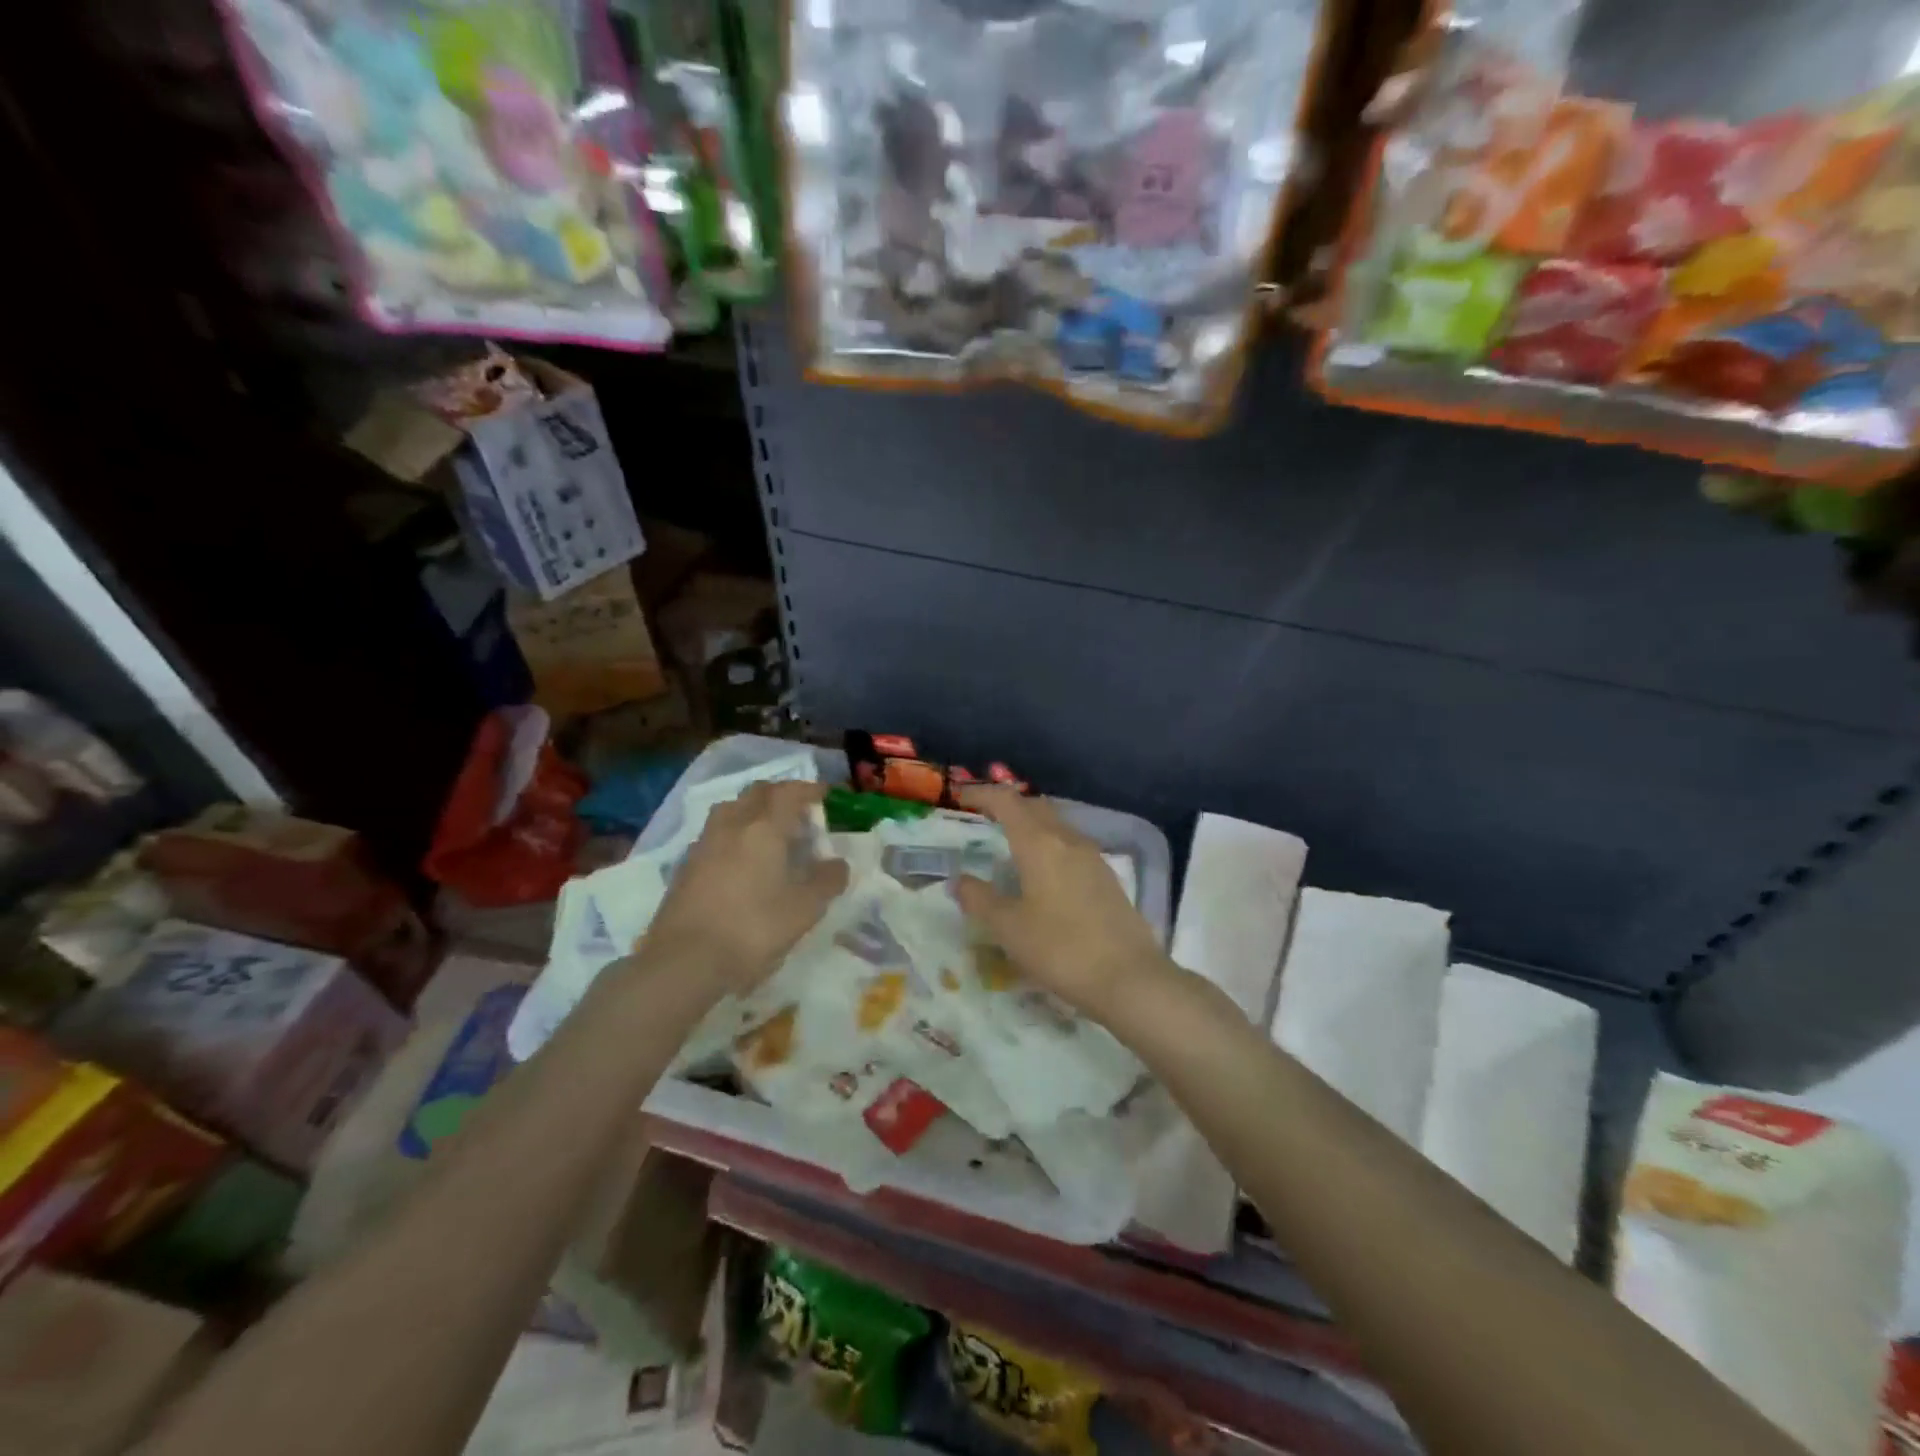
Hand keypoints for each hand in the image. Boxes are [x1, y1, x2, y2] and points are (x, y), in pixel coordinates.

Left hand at [640, 780, 848, 993]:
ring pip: (731, 810)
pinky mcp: (686, 866)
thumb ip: (827, 881)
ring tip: (769, 834)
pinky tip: (742, 861)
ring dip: (753, 811)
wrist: (684, 961)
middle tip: (799, 814)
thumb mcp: (804, 909)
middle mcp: (732, 825)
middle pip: (757, 793)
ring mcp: (704, 844)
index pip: (789, 792)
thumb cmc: (753, 929)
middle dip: (780, 795)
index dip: (809, 789)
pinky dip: (734, 835)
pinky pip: (716, 834)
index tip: (825, 795)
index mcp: (764, 828)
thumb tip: (838, 864)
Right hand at [953, 787, 1168, 1019]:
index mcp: (1040, 844)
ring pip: (1056, 826)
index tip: (961, 798)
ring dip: (1031, 826)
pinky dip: (1049, 847)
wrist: (1129, 978)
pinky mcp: (1107, 878)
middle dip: (1008, 806)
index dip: (982, 793)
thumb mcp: (1009, 928)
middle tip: (984, 818)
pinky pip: (1071, 847)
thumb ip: (980, 900)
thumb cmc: (1061, 949)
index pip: (1007, 801)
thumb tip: (960, 880)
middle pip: (1035, 807)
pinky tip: (1043, 875)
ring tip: (1010, 846)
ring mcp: (1092, 858)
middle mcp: (1068, 840)